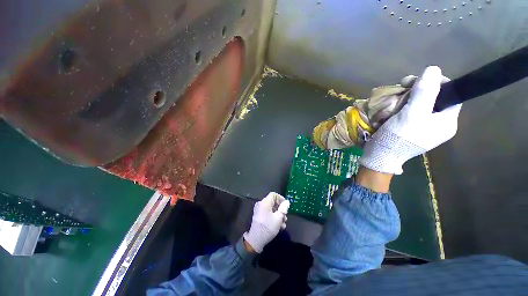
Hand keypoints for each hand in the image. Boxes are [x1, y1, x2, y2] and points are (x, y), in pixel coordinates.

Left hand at [243, 192, 289, 252]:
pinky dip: (274, 218)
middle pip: (273, 203)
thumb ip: (283, 209)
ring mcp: (259, 211)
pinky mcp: (259, 217)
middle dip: (281, 210)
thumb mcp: (278, 218)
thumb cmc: (268, 227)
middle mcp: (261, 204)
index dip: (281, 198)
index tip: (286, 206)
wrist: (256, 240)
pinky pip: (268, 214)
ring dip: (278, 215)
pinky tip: (279, 227)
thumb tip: (287, 202)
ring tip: (283, 224)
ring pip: (271, 209)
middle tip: (285, 218)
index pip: (274, 195)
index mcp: (265, 202)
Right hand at [359, 66, 461, 174]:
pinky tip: (390, 108)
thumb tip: (433, 69)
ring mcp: (423, 127)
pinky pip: (408, 111)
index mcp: (446, 122)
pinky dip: (399, 107)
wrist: (379, 156)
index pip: (451, 94)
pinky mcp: (409, 129)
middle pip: (433, 98)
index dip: (437, 83)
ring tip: (392, 99)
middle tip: (402, 86)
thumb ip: (425, 92)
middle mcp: (438, 123)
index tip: (419, 80)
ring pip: (418, 103)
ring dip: (405, 98)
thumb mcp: (412, 114)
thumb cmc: (398, 137)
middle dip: (417, 90)